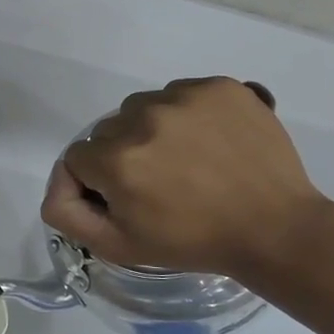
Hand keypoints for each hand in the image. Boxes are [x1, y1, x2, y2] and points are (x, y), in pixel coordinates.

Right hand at [40, 77, 330, 279]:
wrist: (274, 228)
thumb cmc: (192, 241)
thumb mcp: (118, 246)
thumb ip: (67, 214)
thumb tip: (58, 185)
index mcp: (116, 159)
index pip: (77, 158)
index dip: (96, 183)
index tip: (124, 200)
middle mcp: (143, 118)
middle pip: (108, 131)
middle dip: (122, 156)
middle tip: (157, 184)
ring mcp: (184, 97)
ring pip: (141, 108)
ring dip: (150, 131)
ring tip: (183, 160)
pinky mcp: (219, 86)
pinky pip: (180, 94)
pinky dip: (185, 115)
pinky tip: (206, 142)